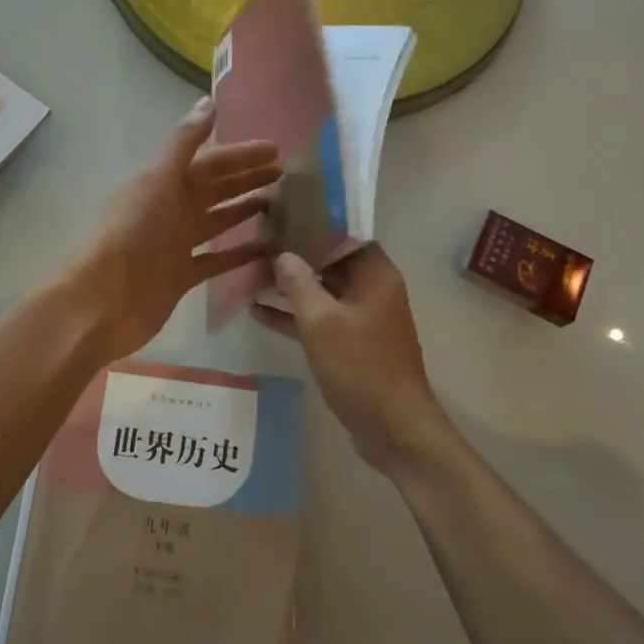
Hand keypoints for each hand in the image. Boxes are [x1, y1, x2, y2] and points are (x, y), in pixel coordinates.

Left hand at [65, 98, 278, 360]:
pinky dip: (240, 253)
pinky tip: (267, 248)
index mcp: (165, 182)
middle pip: (217, 188)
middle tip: (285, 174)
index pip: (211, 161)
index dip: (241, 154)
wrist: (106, 299)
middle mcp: (172, 209)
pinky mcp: (183, 275)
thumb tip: (208, 101)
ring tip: (280, 204)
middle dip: (247, 178)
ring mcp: (177, 243)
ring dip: (245, 210)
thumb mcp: (159, 180)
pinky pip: (218, 260)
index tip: (276, 150)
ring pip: (219, 220)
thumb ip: (184, 143)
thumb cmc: (133, 233)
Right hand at [254, 245, 449, 470]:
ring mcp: (361, 318)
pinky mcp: (350, 344)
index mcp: (375, 274)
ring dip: (289, 286)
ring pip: (321, 291)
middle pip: (330, 261)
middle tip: (256, 241)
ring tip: (249, 273)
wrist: (394, 429)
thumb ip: (299, 283)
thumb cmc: (361, 367)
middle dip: (294, 254)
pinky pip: (319, 319)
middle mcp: (371, 289)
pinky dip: (293, 315)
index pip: (344, 234)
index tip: (279, 215)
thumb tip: (283, 255)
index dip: (313, 223)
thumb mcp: (322, 322)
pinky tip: (257, 311)